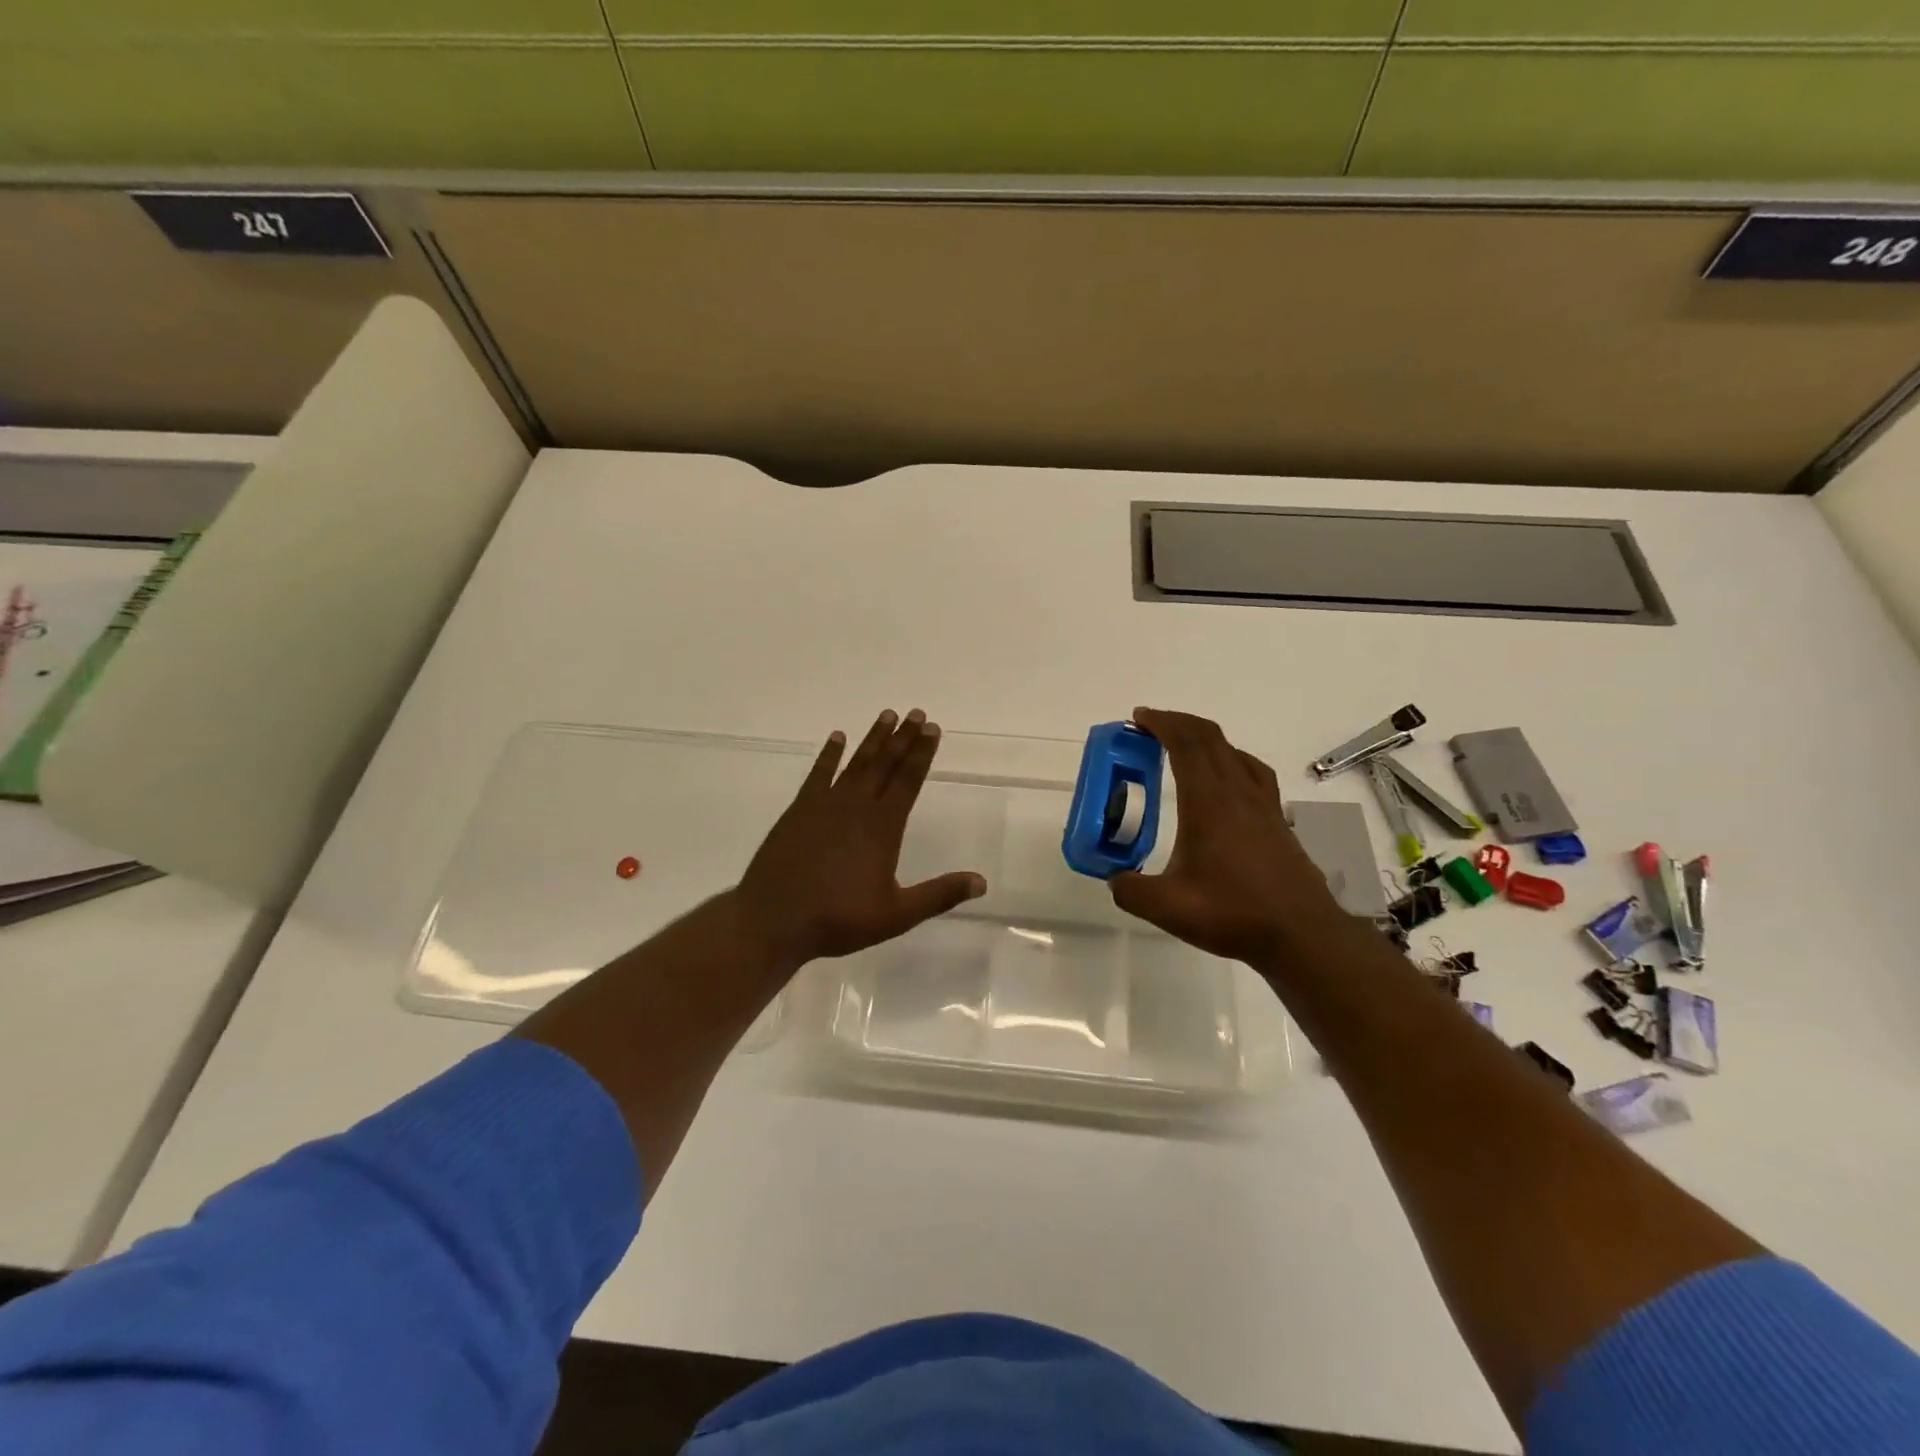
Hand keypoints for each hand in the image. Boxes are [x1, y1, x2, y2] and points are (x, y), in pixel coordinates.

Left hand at [735, 709, 986, 966]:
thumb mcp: (896, 915)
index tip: (933, 729)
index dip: (922, 754)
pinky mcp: (799, 810)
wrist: (773, 919)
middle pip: (885, 764)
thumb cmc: (838, 919)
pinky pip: (818, 774)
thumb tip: (981, 882)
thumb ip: (939, 895)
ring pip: (856, 763)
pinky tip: (837, 737)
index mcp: (882, 828)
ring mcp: (825, 805)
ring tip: (887, 715)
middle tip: (917, 713)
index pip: (908, 781)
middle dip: (903, 738)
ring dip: (873, 739)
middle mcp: (857, 807)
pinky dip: (829, 754)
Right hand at [1109, 707, 1344, 969]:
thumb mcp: (1168, 907)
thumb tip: (1114, 879)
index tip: (1138, 718)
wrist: (1302, 934)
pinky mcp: (1276, 820)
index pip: (1186, 744)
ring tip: (1182, 747)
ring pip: (1233, 752)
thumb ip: (1131, 890)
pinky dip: (1230, 759)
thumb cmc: (1235, 913)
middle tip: (1150, 727)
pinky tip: (1225, 780)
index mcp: (1209, 802)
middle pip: (1210, 738)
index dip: (1162, 723)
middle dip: (1178, 723)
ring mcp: (1262, 805)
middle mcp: (1238, 793)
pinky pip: (1252, 771)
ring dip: (1204, 739)